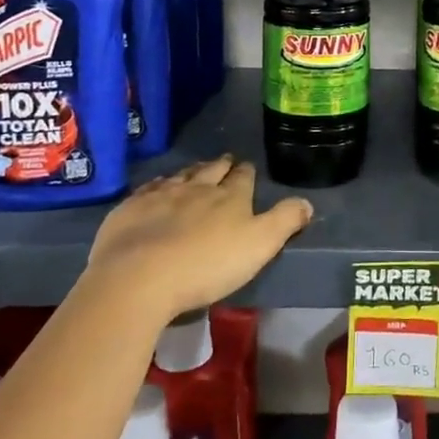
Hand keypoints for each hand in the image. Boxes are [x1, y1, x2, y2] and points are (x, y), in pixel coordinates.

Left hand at [85, 156, 312, 323]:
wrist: (139, 277)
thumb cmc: (206, 265)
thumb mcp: (259, 246)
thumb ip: (284, 221)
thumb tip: (307, 201)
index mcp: (230, 197)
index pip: (243, 177)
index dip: (247, 172)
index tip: (247, 168)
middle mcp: (197, 187)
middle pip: (212, 171)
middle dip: (221, 166)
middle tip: (225, 162)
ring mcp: (161, 195)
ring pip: (180, 176)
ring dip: (190, 172)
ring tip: (195, 171)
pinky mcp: (131, 209)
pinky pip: (149, 189)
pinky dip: (157, 186)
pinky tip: (156, 189)